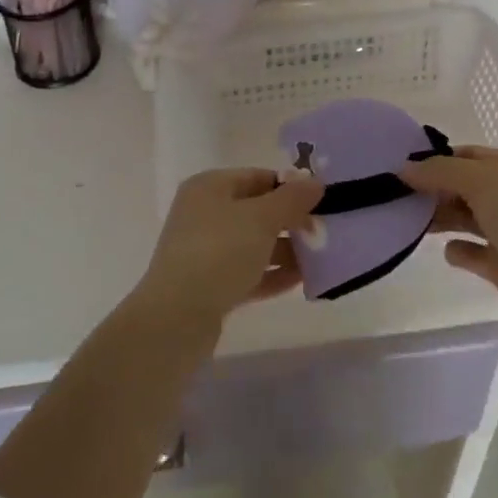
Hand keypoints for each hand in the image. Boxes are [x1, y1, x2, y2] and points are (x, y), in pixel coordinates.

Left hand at [136, 168, 323, 329]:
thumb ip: (292, 199)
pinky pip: (247, 273)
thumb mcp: (262, 218)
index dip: (290, 187)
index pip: (257, 177)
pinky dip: (271, 274)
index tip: (320, 202)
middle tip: (322, 233)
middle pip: (256, 211)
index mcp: (209, 187)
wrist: (175, 320)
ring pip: (253, 244)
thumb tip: (315, 183)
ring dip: (284, 251)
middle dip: (290, 222)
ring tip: (318, 259)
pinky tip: (300, 281)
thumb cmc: (219, 252)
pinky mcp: (208, 287)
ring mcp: (204, 252)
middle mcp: (204, 214)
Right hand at [400, 145, 497, 322]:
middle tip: (402, 198)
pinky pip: (475, 253)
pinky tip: (449, 251)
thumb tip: (403, 169)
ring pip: (469, 219)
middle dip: (437, 191)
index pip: (469, 156)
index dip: (439, 161)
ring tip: (414, 222)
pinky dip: (461, 251)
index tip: (405, 170)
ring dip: (444, 219)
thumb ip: (440, 172)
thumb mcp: (480, 180)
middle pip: (466, 187)